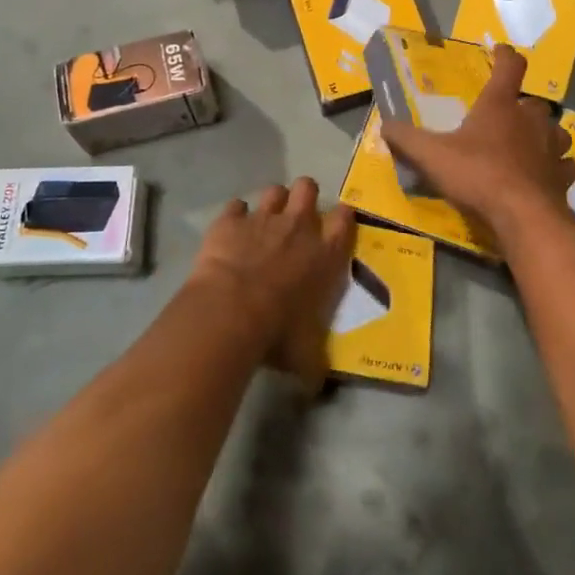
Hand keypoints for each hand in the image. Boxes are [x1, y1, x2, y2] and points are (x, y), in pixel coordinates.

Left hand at [188, 178, 355, 392]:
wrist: (232, 310)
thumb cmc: (278, 330)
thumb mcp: (306, 353)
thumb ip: (315, 361)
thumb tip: (317, 386)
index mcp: (326, 252)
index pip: (345, 218)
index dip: (342, 216)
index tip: (338, 222)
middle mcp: (298, 225)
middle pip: (308, 188)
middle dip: (304, 196)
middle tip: (297, 217)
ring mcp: (263, 217)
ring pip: (274, 190)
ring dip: (272, 203)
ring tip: (264, 221)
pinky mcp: (229, 219)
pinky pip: (235, 206)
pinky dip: (234, 216)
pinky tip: (230, 230)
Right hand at [382, 45, 574, 236]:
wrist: (523, 215)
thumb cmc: (478, 174)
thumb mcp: (431, 156)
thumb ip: (407, 139)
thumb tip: (385, 126)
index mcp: (500, 105)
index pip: (510, 67)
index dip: (505, 55)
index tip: (499, 50)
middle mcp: (531, 119)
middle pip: (533, 102)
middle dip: (521, 105)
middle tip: (506, 116)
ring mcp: (552, 147)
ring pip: (555, 130)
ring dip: (544, 133)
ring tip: (530, 144)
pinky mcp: (563, 176)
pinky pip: (565, 165)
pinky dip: (557, 166)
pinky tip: (546, 175)